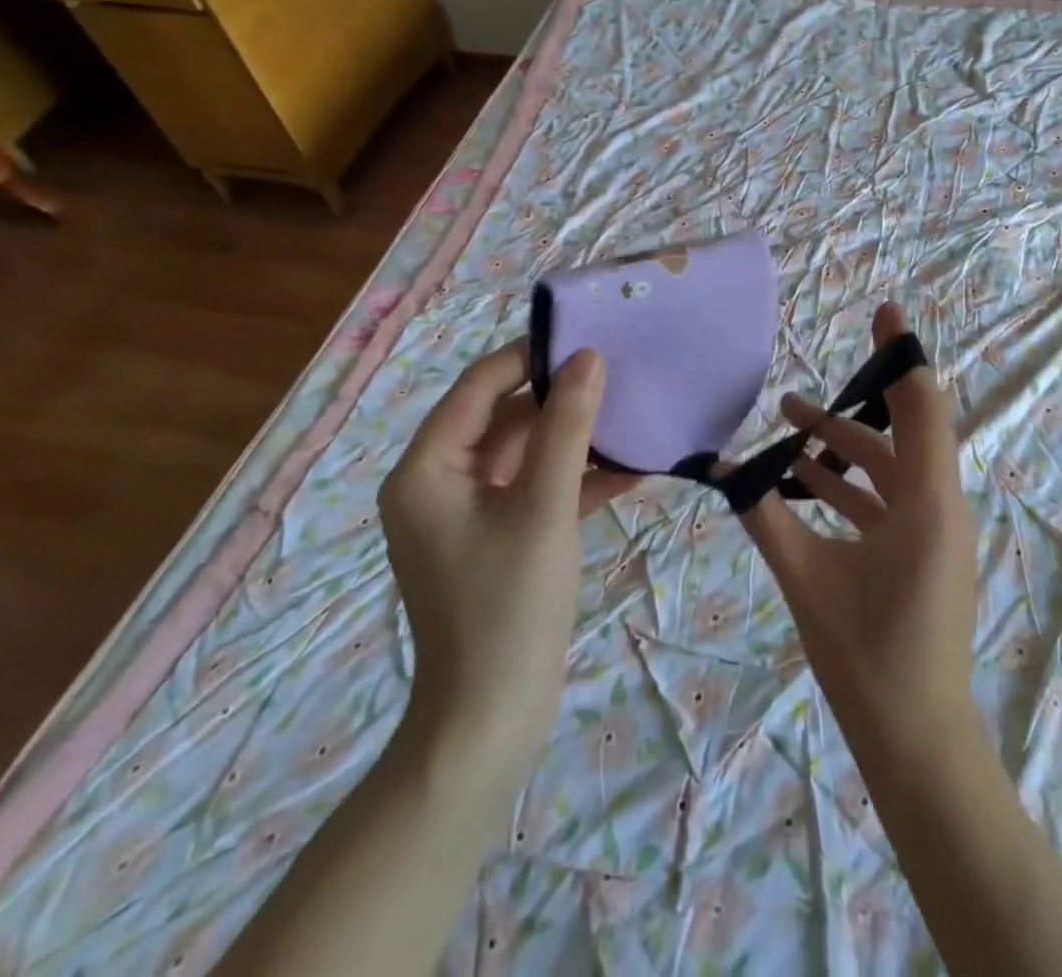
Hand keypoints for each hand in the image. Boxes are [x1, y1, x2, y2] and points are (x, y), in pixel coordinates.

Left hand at [377, 342, 631, 788]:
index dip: (532, 356)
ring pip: (526, 453)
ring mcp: (469, 513)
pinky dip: (576, 478)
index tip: (589, 337)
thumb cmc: (509, 607)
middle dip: (563, 398)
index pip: (481, 385)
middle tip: (622, 373)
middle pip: (505, 417)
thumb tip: (589, 358)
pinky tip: (632, 468)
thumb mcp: (544, 507)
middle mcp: (439, 482)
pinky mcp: (497, 538)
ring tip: (634, 414)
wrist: (490, 723)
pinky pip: (536, 490)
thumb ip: (567, 426)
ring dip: (576, 439)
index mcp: (428, 468)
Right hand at [740, 304, 979, 765]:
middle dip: (851, 403)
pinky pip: (888, 499)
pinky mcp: (924, 551)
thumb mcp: (806, 578)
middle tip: (795, 387)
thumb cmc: (867, 656)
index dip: (902, 354)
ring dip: (842, 446)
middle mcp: (941, 506)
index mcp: (928, 502)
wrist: (916, 740)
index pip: (922, 405)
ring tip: (785, 425)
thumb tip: (721, 469)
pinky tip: (804, 480)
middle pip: (902, 431)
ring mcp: (935, 530)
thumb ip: (763, 516)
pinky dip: (850, 483)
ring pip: (890, 467)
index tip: (884, 312)